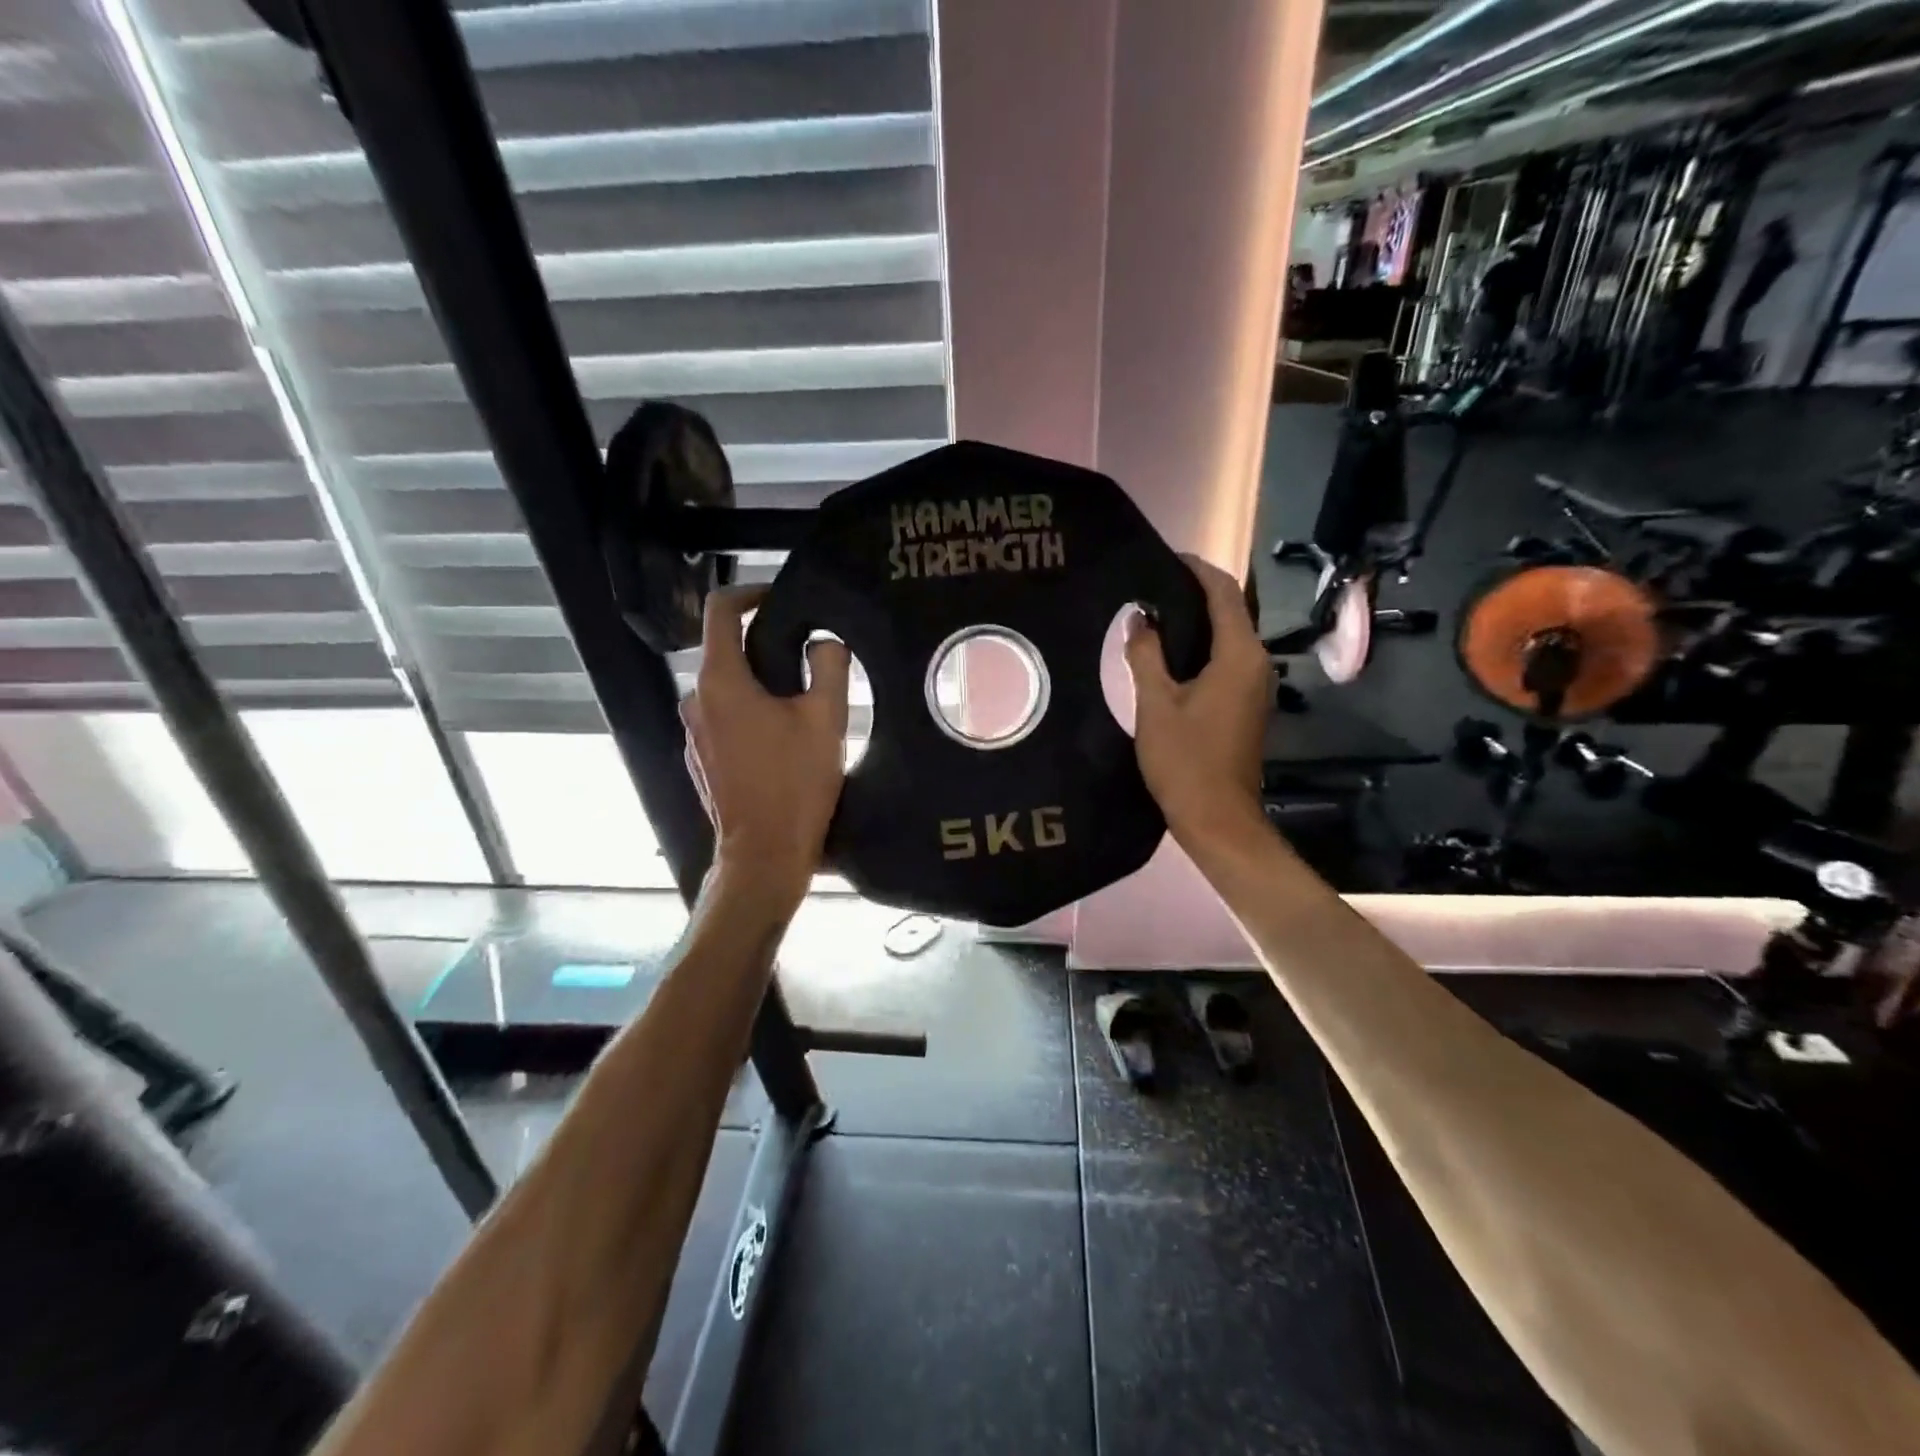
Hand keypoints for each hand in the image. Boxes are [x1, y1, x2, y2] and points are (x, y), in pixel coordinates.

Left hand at [682, 588, 850, 904]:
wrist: (765, 854)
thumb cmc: (795, 783)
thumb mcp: (826, 719)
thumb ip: (829, 666)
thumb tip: (824, 643)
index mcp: (721, 681)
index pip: (721, 611)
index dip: (750, 593)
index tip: (781, 599)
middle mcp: (696, 700)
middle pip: (726, 651)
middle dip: (765, 648)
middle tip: (809, 662)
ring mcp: (692, 733)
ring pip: (726, 689)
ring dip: (759, 686)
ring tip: (801, 704)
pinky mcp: (699, 760)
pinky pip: (723, 720)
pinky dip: (749, 716)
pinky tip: (781, 741)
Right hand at [1124, 557, 1274, 848]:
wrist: (1218, 817)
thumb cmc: (1185, 760)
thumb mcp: (1156, 704)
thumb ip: (1146, 655)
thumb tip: (1139, 618)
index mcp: (1239, 655)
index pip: (1222, 592)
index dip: (1195, 569)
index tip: (1162, 558)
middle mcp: (1256, 663)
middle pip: (1228, 611)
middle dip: (1192, 593)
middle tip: (1148, 586)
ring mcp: (1255, 685)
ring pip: (1227, 637)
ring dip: (1195, 622)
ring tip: (1152, 614)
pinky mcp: (1246, 703)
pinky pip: (1225, 660)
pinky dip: (1200, 648)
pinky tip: (1167, 654)